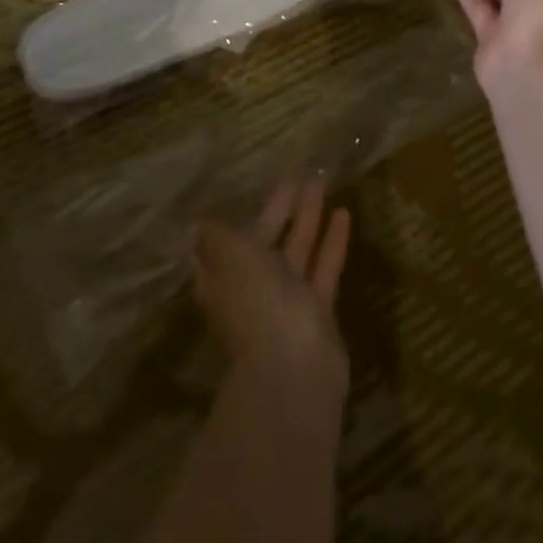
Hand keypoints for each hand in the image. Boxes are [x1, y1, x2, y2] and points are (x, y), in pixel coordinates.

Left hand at [193, 178, 351, 402]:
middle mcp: (252, 286)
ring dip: (309, 217)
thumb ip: (217, 235)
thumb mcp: (230, 256)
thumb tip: (198, 222)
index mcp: (224, 275)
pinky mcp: (317, 309)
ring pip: (297, 248)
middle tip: (298, 172)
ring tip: (322, 180)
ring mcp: (286, 299)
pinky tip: (344, 212)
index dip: (240, 212)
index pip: (227, 238)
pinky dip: (332, 241)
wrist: (294, 370)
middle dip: (281, 206)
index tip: (253, 185)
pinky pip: (324, 267)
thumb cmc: (256, 303)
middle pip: (266, 238)